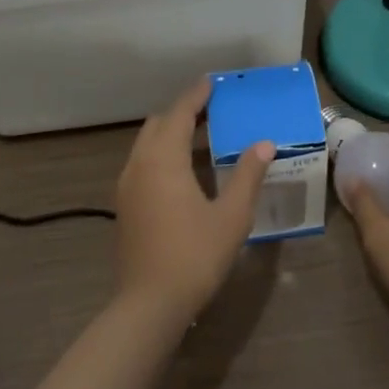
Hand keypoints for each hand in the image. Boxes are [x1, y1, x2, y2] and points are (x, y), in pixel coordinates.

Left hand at [114, 80, 272, 325]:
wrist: (148, 306)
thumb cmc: (194, 256)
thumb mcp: (231, 216)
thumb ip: (248, 175)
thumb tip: (264, 144)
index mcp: (163, 160)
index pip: (179, 114)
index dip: (196, 96)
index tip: (212, 83)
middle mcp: (139, 165)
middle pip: (158, 125)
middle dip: (182, 113)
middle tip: (212, 111)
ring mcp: (126, 187)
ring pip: (146, 145)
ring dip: (170, 134)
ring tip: (201, 137)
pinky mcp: (124, 207)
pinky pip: (142, 164)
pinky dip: (161, 154)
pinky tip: (183, 172)